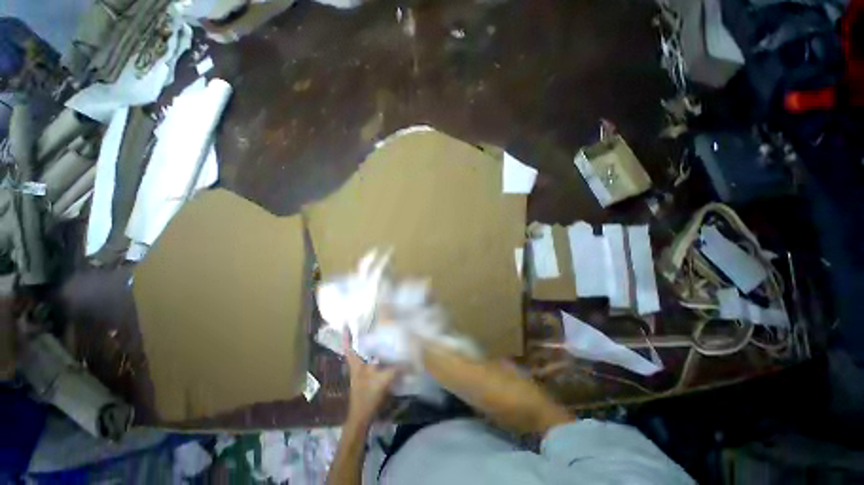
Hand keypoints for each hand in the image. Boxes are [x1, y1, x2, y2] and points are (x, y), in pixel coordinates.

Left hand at [344, 331, 400, 424]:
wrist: (361, 418)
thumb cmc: (368, 396)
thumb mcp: (383, 380)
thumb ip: (397, 369)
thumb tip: (410, 360)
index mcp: (356, 364)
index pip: (349, 347)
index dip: (347, 335)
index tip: (346, 323)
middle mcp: (357, 366)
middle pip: (357, 349)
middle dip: (361, 337)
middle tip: (371, 325)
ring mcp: (361, 374)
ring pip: (364, 356)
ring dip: (370, 347)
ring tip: (380, 337)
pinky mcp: (367, 379)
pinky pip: (371, 364)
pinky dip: (377, 358)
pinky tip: (386, 356)